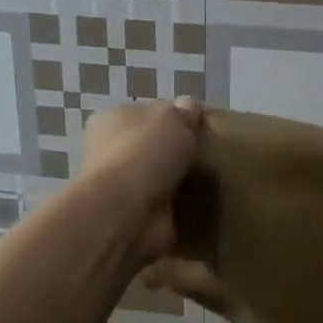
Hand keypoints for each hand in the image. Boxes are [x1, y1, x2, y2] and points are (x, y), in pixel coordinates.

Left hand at [78, 98, 203, 262]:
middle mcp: (111, 150)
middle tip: (210, 155)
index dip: (175, 117)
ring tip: (210, 181)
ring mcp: (122, 185)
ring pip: (159, 176)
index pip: (149, 113)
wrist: (128, 210)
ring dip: (179, 180)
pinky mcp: (135, 214)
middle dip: (177, 151)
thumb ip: (184, 112)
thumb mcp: (174, 118)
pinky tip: (201, 204)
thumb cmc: (146, 152)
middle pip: (153, 145)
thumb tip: (189, 108)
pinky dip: (179, 206)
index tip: (202, 128)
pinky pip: (164, 205)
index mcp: (114, 119)